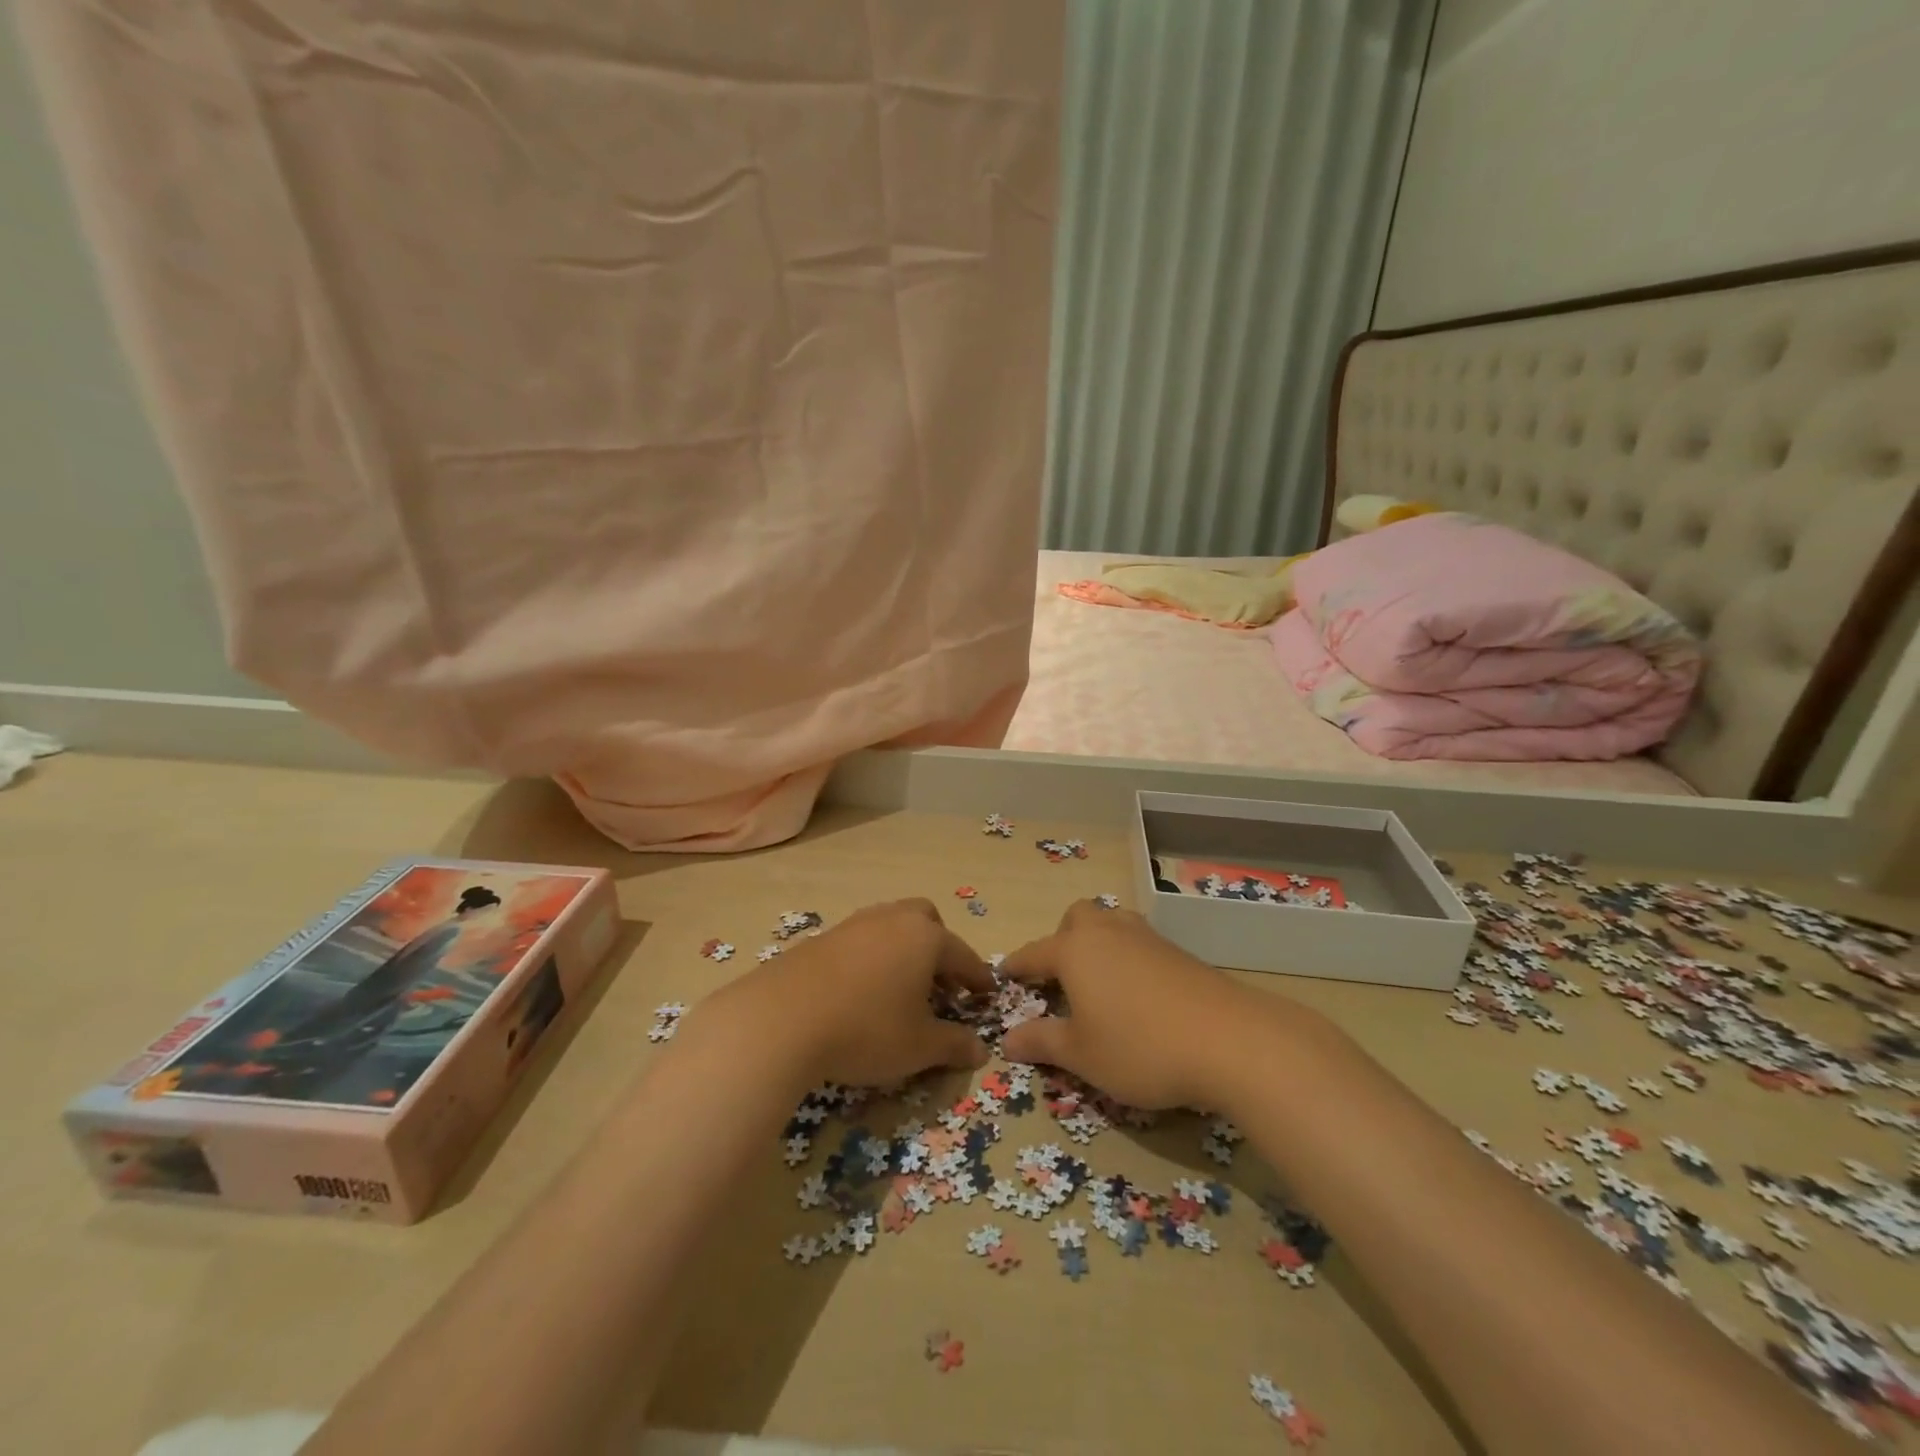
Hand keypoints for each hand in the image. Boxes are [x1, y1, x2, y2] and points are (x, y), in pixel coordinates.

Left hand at [701, 898, 993, 1086]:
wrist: (781, 1019)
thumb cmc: (866, 1029)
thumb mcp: (919, 1046)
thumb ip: (954, 1045)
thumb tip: (981, 1050)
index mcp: (925, 937)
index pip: (963, 955)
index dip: (978, 978)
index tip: (987, 994)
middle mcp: (892, 919)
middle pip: (927, 921)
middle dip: (940, 949)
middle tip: (941, 985)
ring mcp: (854, 924)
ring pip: (892, 927)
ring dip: (904, 952)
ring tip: (902, 990)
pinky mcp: (822, 938)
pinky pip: (861, 941)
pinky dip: (873, 959)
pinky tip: (863, 991)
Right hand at [999, 899, 1280, 1109]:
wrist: (1229, 1040)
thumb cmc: (1139, 1047)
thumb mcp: (1081, 1055)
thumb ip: (1042, 1042)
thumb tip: (1008, 1039)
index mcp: (1075, 950)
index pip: (1033, 953)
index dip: (1016, 967)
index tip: (1003, 976)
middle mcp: (1108, 933)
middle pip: (1076, 919)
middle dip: (1061, 941)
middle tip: (1060, 980)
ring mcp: (1147, 938)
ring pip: (1112, 925)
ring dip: (1098, 945)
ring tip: (1100, 984)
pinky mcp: (1179, 953)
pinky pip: (1139, 944)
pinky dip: (1128, 960)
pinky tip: (1138, 996)